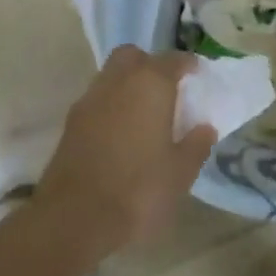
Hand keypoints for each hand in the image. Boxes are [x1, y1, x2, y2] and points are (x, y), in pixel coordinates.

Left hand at [38, 46, 215, 252]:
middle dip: (150, 64)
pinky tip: (122, 133)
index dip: (188, 65)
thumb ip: (196, 144)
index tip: (198, 75)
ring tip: (145, 113)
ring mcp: (89, 101)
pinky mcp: (70, 124)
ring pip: (111, 76)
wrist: (74, 219)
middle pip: (133, 56)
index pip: (172, 60)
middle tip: (167, 88)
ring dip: (128, 85)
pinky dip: (111, 106)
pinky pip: (97, 101)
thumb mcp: (181, 172)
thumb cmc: (139, 190)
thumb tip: (205, 127)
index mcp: (150, 85)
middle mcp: (117, 83)